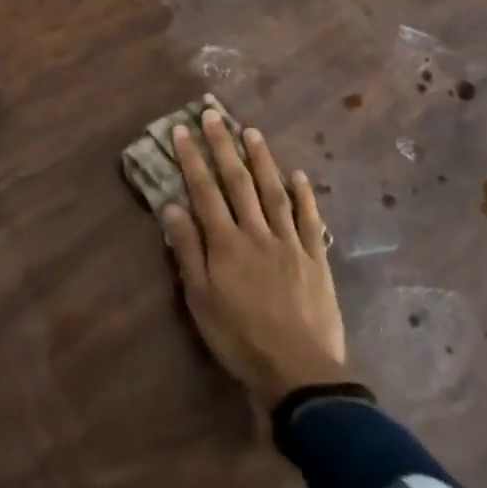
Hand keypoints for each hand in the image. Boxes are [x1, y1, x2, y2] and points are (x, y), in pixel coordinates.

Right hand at [160, 110, 351, 405]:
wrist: (298, 372)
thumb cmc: (239, 339)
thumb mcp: (201, 300)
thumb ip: (187, 251)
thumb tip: (171, 206)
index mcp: (226, 244)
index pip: (205, 191)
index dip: (193, 158)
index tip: (183, 130)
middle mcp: (256, 233)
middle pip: (238, 182)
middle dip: (223, 146)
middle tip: (214, 115)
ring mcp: (289, 242)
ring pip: (273, 191)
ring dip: (262, 160)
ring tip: (252, 131)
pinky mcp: (315, 258)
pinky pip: (308, 219)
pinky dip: (304, 195)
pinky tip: (299, 175)